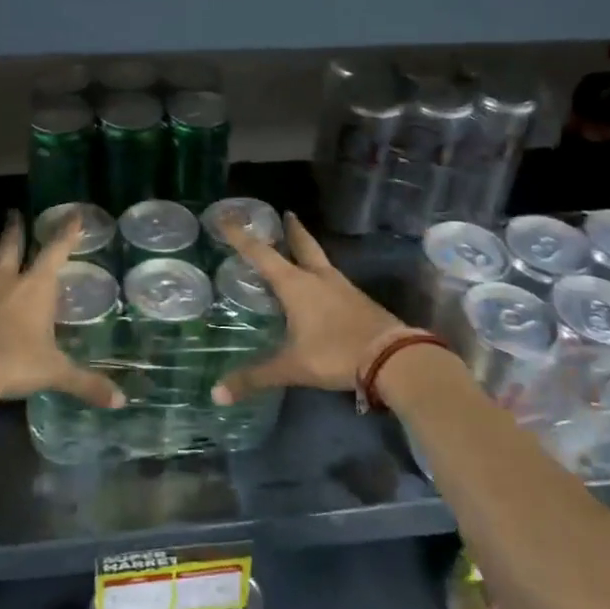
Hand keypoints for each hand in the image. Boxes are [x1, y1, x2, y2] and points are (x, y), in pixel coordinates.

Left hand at [0, 211, 125, 412]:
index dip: (67, 232)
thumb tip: (120, 401)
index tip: (73, 214)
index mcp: (35, 288)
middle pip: (11, 248)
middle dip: (15, 230)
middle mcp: (7, 284)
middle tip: (13, 213)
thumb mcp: (55, 373)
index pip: (55, 251)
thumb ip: (86, 383)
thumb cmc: (14, 362)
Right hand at [210, 212, 401, 404]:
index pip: (261, 254)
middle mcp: (319, 278)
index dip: (241, 237)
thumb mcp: (291, 367)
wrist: (392, 358)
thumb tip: (217, 395)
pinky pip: (334, 280)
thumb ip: (254, 378)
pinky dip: (322, 275)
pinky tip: (321, 287)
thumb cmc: (335, 353)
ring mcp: (343, 287)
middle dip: (292, 230)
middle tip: (286, 213)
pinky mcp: (359, 301)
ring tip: (300, 250)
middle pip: (303, 245)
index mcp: (296, 285)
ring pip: (321, 261)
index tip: (227, 218)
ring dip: (309, 251)